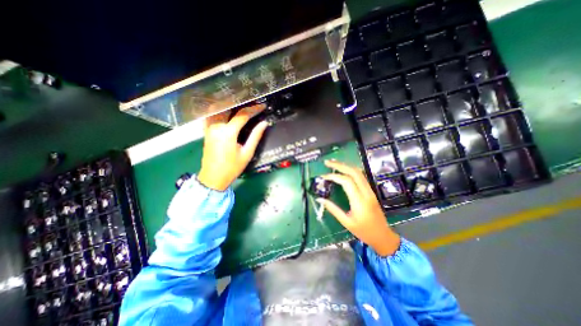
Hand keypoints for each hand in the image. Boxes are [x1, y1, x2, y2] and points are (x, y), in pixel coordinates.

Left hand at [196, 104, 266, 190]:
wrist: (213, 178)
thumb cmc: (232, 168)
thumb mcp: (247, 153)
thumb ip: (255, 136)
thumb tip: (264, 123)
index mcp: (228, 132)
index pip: (243, 115)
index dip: (254, 109)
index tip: (262, 106)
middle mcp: (216, 126)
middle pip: (229, 108)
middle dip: (242, 103)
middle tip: (253, 102)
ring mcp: (209, 127)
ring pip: (219, 109)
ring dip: (230, 104)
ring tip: (241, 103)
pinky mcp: (206, 131)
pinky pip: (211, 115)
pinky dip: (219, 109)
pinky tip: (226, 109)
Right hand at [315, 160, 402, 257]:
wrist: (383, 236)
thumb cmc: (363, 231)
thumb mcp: (346, 222)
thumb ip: (333, 209)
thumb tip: (319, 199)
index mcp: (359, 201)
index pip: (346, 182)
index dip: (334, 176)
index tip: (323, 176)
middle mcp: (366, 193)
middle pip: (354, 172)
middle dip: (340, 165)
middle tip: (328, 162)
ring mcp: (370, 191)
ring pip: (359, 172)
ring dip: (346, 166)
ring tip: (334, 163)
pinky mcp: (371, 191)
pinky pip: (361, 176)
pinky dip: (351, 170)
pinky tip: (344, 170)